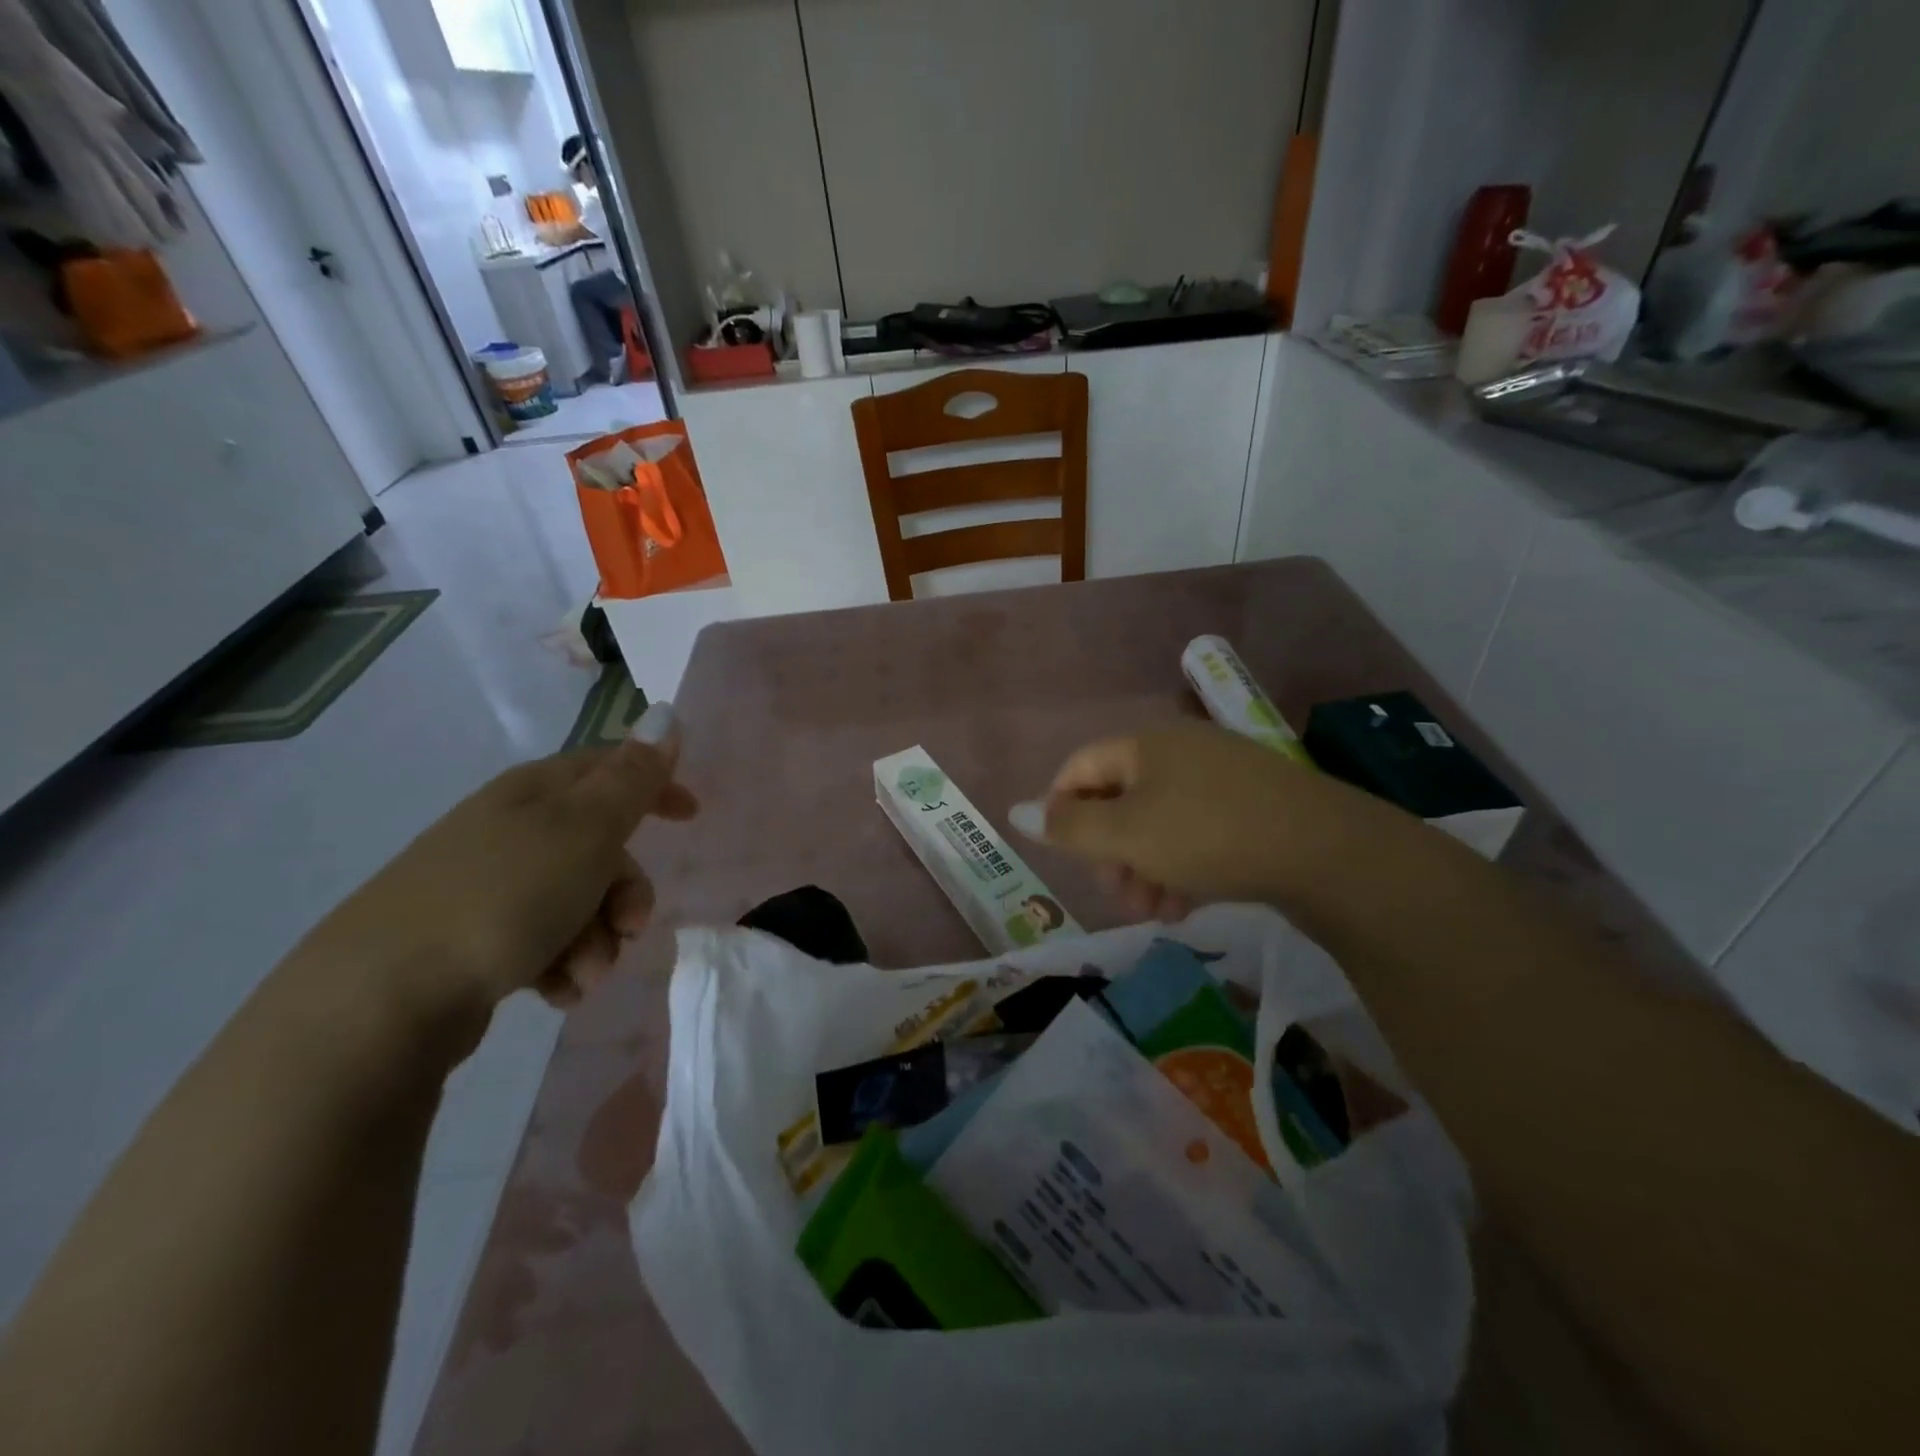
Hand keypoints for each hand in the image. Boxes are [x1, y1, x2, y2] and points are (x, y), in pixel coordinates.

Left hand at [294, 703, 694, 1022]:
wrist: (382, 997)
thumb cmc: (505, 896)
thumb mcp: (585, 829)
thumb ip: (633, 778)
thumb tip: (666, 716)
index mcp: (536, 793)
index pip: (608, 769)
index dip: (655, 786)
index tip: (692, 816)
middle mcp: (511, 830)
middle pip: (599, 848)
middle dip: (627, 891)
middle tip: (633, 926)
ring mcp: (487, 886)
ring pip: (576, 902)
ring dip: (598, 938)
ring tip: (587, 972)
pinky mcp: (470, 940)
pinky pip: (542, 942)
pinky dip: (562, 965)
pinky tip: (558, 991)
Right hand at [1012, 720, 1340, 920]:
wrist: (1328, 850)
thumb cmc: (1209, 834)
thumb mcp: (1127, 835)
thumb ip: (1068, 827)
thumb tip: (1014, 811)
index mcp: (1144, 744)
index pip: (1079, 768)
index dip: (1061, 812)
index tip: (1069, 860)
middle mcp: (1179, 750)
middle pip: (1120, 800)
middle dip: (1110, 853)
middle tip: (1119, 896)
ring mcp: (1220, 776)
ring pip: (1158, 823)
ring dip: (1145, 868)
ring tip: (1155, 911)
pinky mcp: (1251, 805)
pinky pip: (1196, 832)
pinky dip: (1181, 866)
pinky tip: (1187, 905)